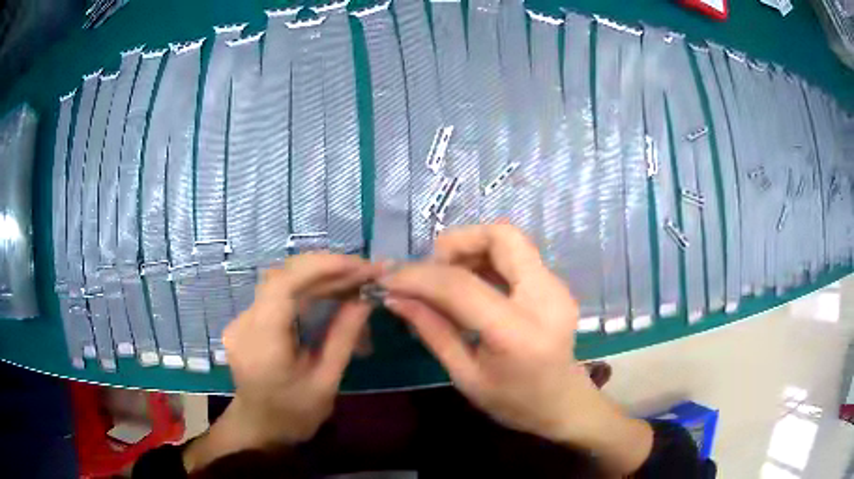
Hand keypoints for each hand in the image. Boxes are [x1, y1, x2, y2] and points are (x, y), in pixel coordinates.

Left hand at [183, 253, 381, 471]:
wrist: (260, 428)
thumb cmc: (295, 414)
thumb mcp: (326, 382)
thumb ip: (343, 337)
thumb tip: (365, 297)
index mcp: (262, 342)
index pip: (284, 285)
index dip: (322, 267)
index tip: (359, 266)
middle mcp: (245, 322)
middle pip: (282, 277)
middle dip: (326, 269)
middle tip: (365, 272)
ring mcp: (242, 319)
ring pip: (281, 282)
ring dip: (319, 276)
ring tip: (355, 280)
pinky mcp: (248, 320)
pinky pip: (278, 294)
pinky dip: (307, 288)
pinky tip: (331, 291)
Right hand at [380, 224, 652, 474]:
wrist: (564, 404)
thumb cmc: (514, 402)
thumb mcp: (465, 376)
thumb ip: (432, 331)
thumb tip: (395, 297)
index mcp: (519, 333)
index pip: (462, 286)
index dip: (419, 276)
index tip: (389, 278)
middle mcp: (545, 298)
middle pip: (501, 236)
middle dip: (457, 242)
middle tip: (431, 269)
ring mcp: (557, 287)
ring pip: (510, 240)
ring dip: (471, 249)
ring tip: (446, 279)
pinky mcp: (556, 284)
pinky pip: (517, 255)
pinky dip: (487, 260)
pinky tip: (471, 285)